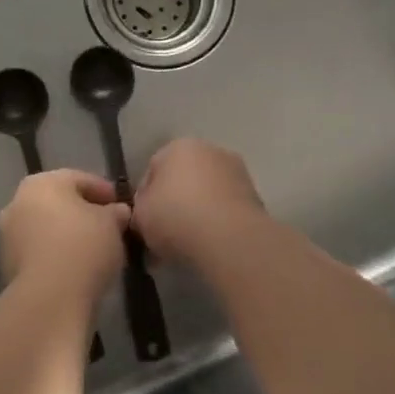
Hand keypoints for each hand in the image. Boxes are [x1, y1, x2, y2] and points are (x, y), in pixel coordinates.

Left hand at [0, 170, 129, 302]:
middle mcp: (18, 201)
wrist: (49, 298)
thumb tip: (117, 212)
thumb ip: (115, 213)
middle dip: (83, 212)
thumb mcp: (112, 225)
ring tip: (94, 251)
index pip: (79, 179)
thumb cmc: (83, 247)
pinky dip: (56, 254)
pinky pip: (39, 251)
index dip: (104, 191)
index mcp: (42, 182)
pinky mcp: (7, 264)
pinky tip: (76, 268)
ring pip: (46, 227)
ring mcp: (9, 234)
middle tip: (108, 227)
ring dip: (67, 234)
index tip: (121, 206)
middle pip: (58, 202)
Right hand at [134, 139, 266, 263]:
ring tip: (188, 246)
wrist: (229, 239)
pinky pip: (225, 210)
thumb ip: (139, 210)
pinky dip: (217, 223)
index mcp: (178, 146)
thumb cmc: (176, 217)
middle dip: (174, 204)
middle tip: (164, 236)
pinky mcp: (255, 197)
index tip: (145, 223)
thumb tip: (147, 214)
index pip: (153, 169)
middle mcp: (210, 150)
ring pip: (206, 195)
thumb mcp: (140, 215)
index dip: (145, 198)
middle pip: (183, 179)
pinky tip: (209, 246)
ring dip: (197, 214)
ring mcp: (237, 172)